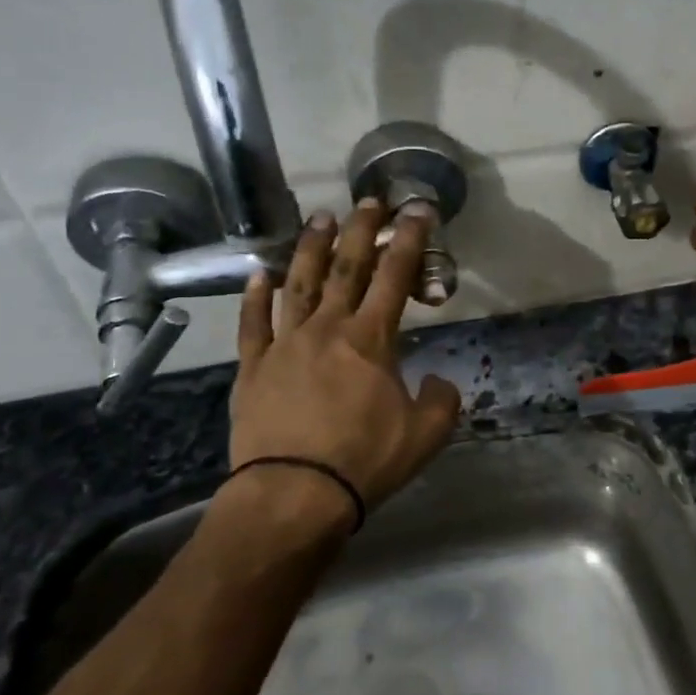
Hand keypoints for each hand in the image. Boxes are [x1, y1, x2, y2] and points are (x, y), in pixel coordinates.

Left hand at [228, 199, 461, 515]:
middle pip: (345, 267)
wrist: (294, 493)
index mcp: (371, 340)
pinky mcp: (252, 368)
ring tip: (319, 219)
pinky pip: (253, 325)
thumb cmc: (365, 460)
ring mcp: (284, 346)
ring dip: (310, 248)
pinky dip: (255, 298)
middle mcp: (327, 329)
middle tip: (369, 200)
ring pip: (297, 284)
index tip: (418, 211)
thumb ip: (442, 399)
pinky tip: (258, 276)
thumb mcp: (426, 434)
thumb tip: (437, 380)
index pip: (395, 277)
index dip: (409, 240)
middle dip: (361, 230)